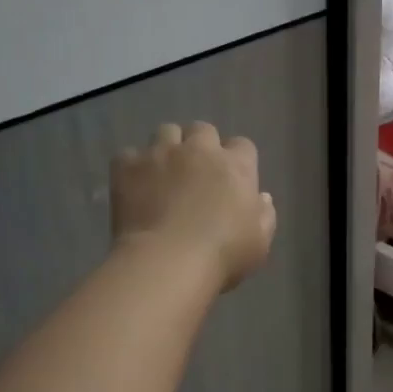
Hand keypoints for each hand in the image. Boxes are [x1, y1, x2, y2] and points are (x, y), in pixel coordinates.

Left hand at [112, 122, 277, 290]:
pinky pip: (129, 155)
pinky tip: (134, 185)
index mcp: (236, 165)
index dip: (237, 160)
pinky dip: (133, 167)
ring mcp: (161, 153)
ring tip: (164, 172)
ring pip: (166, 132)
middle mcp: (199, 149)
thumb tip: (261, 197)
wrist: (167, 261)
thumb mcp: (260, 242)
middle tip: (196, 172)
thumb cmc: (223, 254)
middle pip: (203, 130)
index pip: (242, 145)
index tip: (231, 180)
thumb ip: (264, 215)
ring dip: (168, 147)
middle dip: (201, 146)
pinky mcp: (128, 165)